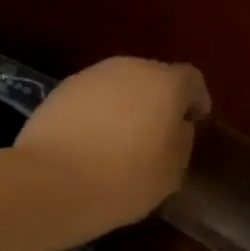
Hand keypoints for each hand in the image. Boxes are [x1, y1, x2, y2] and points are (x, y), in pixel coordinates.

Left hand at [13, 57, 210, 242]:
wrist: (52, 182)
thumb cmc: (124, 179)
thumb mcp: (171, 172)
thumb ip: (182, 141)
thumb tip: (177, 126)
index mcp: (165, 84)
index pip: (192, 80)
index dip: (197, 100)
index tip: (196, 122)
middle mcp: (129, 68)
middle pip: (152, 78)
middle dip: (158, 101)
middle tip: (158, 133)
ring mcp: (90, 77)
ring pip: (119, 86)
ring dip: (126, 106)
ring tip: (122, 140)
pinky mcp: (59, 92)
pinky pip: (91, 99)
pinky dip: (97, 114)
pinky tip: (91, 143)